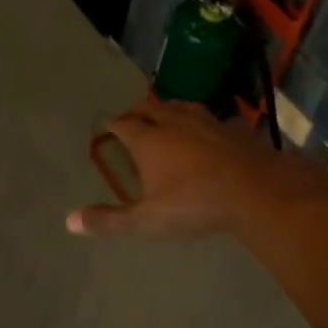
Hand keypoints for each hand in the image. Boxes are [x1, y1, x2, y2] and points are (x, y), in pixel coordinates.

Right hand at [69, 97, 327, 239]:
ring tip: (166, 117)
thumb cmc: (195, 205)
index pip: (124, 123)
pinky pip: (213, 120)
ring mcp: (208, 122)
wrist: (258, 193)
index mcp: (149, 139)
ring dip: (170, 110)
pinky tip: (209, 133)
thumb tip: (69, 221)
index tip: (108, 128)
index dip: (114, 125)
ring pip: (182, 107)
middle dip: (138, 112)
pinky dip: (203, 124)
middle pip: (151, 107)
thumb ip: (109, 221)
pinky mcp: (235, 129)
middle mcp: (175, 122)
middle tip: (133, 119)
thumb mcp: (147, 221)